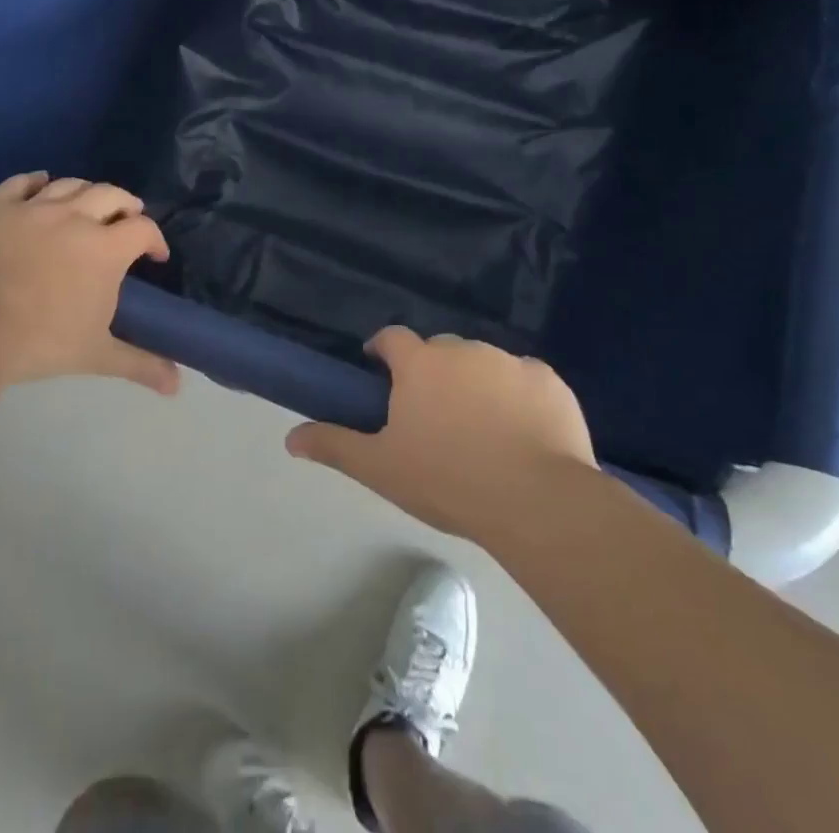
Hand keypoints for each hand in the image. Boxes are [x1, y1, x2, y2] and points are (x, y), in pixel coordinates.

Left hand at [0, 172, 178, 394]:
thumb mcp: (96, 355)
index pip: (143, 229)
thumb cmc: (40, 343)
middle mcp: (75, 218)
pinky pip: (21, 183)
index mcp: (105, 249)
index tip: (155, 255)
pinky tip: (42, 183)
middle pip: (112, 195)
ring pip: (70, 184)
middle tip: (128, 219)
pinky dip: (36, 180)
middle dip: (127, 205)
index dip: (155, 239)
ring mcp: (34, 209)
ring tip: (90, 203)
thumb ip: (140, 364)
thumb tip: (177, 385)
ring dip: (88, 191)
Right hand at [285, 328, 596, 539]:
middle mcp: (463, 350)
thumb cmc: (448, 480)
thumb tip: (290, 438)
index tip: (381, 373)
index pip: (392, 338)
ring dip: (476, 384)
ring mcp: (509, 361)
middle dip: (432, 372)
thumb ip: (334, 446)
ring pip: (483, 363)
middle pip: (439, 350)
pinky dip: (519, 397)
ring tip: (481, 430)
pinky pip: (525, 380)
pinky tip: (523, 433)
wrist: (536, 500)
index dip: (383, 351)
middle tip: (433, 415)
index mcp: (420, 364)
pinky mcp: (548, 380)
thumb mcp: (381, 469)